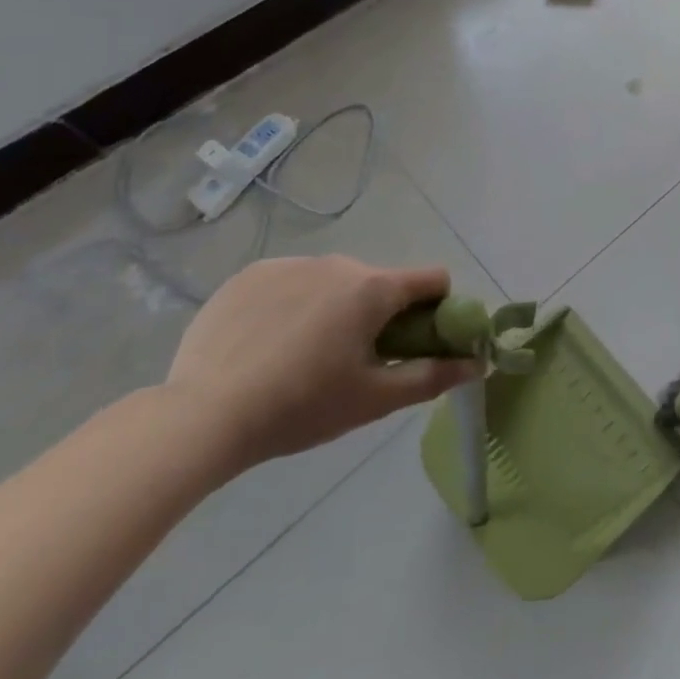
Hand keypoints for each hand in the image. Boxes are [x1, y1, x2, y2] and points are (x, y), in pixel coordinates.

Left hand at [164, 256, 477, 472]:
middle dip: (379, 315)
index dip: (437, 309)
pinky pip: (291, 282)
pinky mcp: (250, 274)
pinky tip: (266, 345)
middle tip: (352, 363)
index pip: (433, 279)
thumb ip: (432, 376)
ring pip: (334, 282)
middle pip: (380, 284)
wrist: (201, 416)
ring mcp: (292, 264)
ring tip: (301, 358)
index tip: (417, 343)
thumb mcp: (373, 400)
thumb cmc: (300, 407)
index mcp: (375, 288)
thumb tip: (479, 363)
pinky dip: (293, 306)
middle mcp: (340, 262)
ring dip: (335, 309)